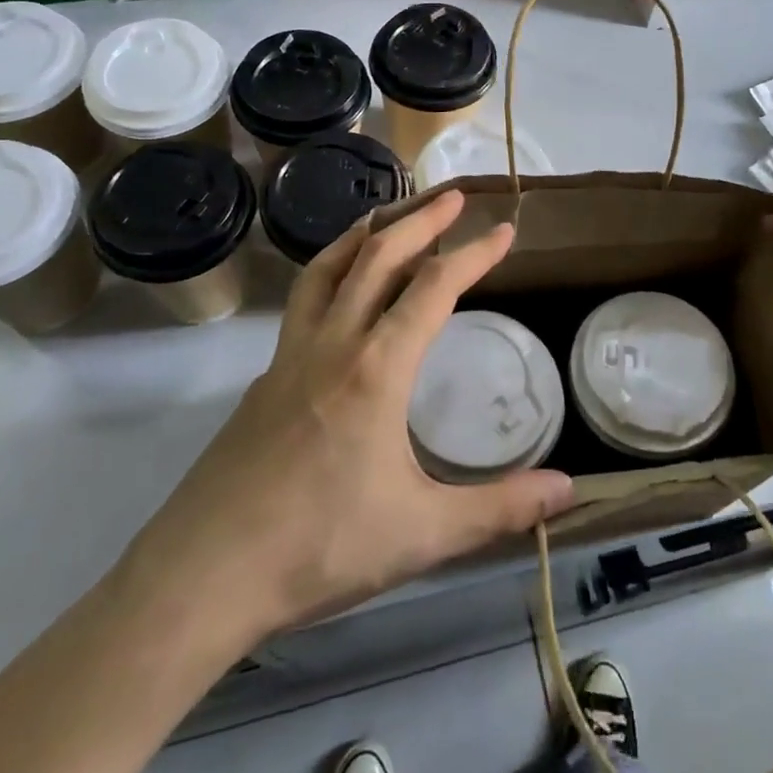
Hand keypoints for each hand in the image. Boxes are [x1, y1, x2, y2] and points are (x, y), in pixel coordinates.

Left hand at [120, 192, 574, 657]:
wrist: (202, 576)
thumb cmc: (319, 548)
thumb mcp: (422, 534)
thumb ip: (499, 508)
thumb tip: (569, 489)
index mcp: (376, 367)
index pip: (434, 287)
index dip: (474, 253)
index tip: (504, 230)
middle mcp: (333, 343)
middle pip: (378, 256)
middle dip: (421, 219)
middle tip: (453, 195)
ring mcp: (290, 355)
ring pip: (329, 267)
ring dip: (366, 232)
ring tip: (392, 214)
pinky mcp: (265, 376)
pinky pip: (304, 300)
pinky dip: (331, 270)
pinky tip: (341, 291)